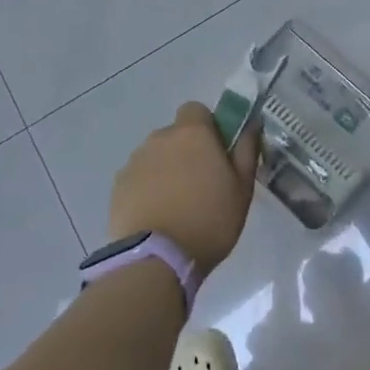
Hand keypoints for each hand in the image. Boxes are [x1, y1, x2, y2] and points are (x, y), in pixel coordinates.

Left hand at [107, 102, 258, 277]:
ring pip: (155, 156)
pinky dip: (146, 189)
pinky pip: (138, 178)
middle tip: (199, 183)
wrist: (155, 260)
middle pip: (175, 134)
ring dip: (165, 170)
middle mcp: (160, 138)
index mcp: (192, 133)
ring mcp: (135, 161)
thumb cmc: (209, 221)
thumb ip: (247, 150)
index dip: (207, 126)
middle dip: (186, 151)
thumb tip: (251, 124)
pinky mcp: (118, 186)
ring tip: (176, 205)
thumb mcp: (242, 189)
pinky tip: (156, 216)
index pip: (196, 109)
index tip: (215, 152)